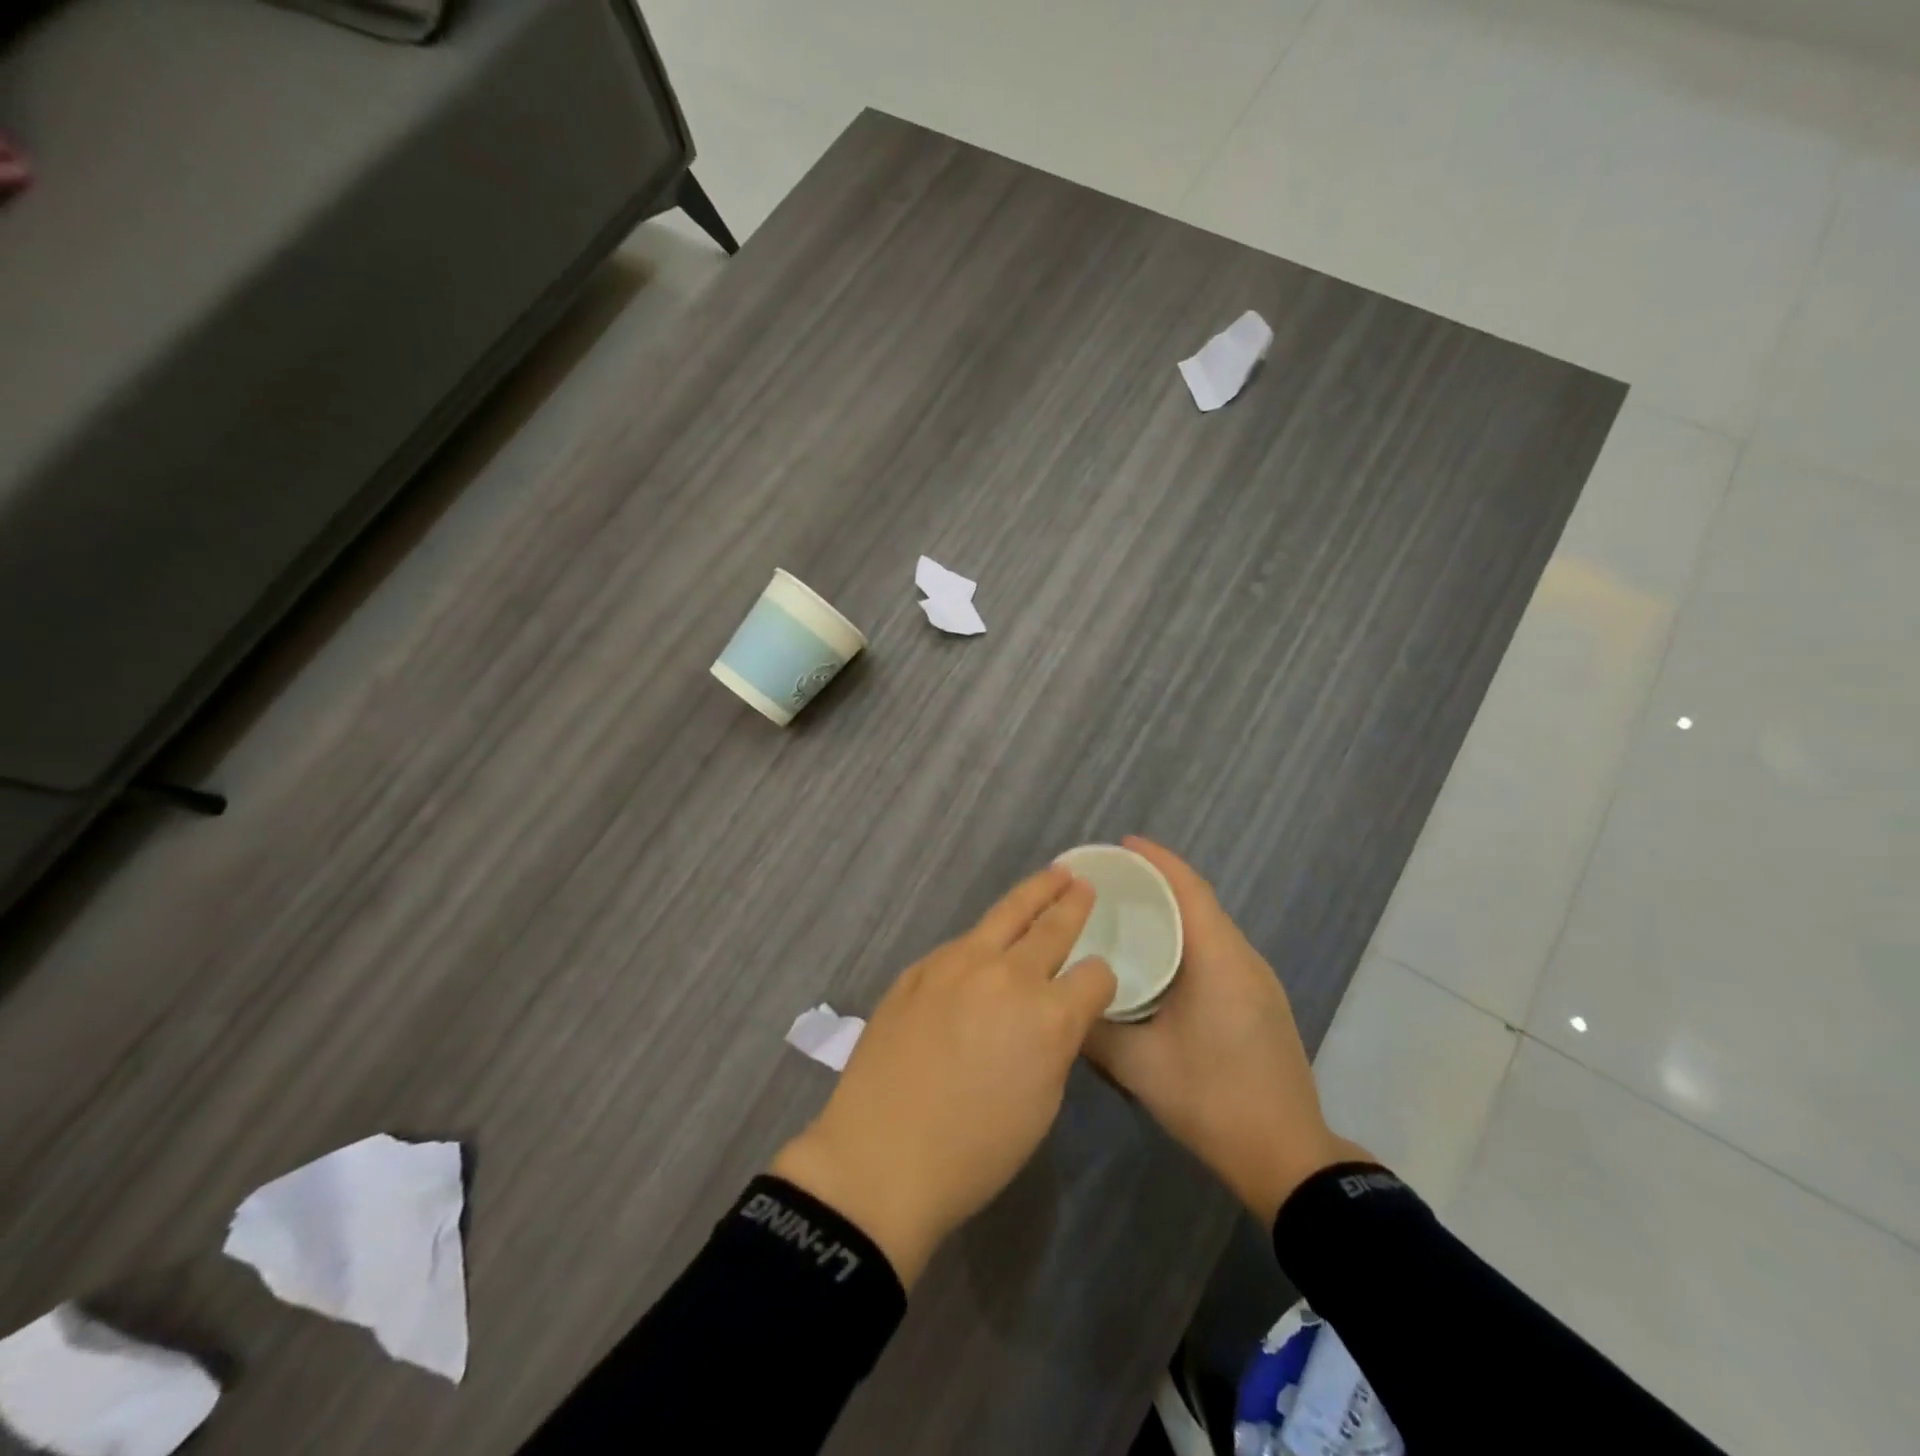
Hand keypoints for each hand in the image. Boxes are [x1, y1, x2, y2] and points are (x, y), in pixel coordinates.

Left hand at [771, 867, 1117, 1286]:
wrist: (880, 1157)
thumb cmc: (974, 1152)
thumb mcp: (1041, 1104)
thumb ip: (1054, 1044)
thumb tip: (1052, 1016)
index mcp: (1048, 1016)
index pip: (1095, 976)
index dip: (1101, 979)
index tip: (1097, 981)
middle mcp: (1007, 975)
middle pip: (1051, 926)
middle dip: (1072, 903)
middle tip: (1082, 882)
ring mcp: (957, 964)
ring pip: (1004, 915)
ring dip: (1032, 896)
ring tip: (1050, 878)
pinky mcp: (919, 968)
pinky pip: (962, 943)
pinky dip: (984, 937)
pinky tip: (986, 942)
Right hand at [1087, 837, 1362, 1224]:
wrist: (1286, 1157)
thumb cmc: (1212, 1100)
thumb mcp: (1139, 1066)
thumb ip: (1094, 1029)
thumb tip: (1061, 1000)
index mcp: (1219, 960)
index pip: (1190, 890)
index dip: (1158, 860)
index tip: (1122, 843)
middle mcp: (1244, 959)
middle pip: (1200, 901)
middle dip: (1158, 881)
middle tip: (1110, 879)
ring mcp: (1258, 980)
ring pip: (1211, 927)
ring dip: (1174, 911)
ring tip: (1128, 911)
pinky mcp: (1261, 1001)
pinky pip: (1219, 950)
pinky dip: (1187, 937)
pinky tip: (1160, 958)